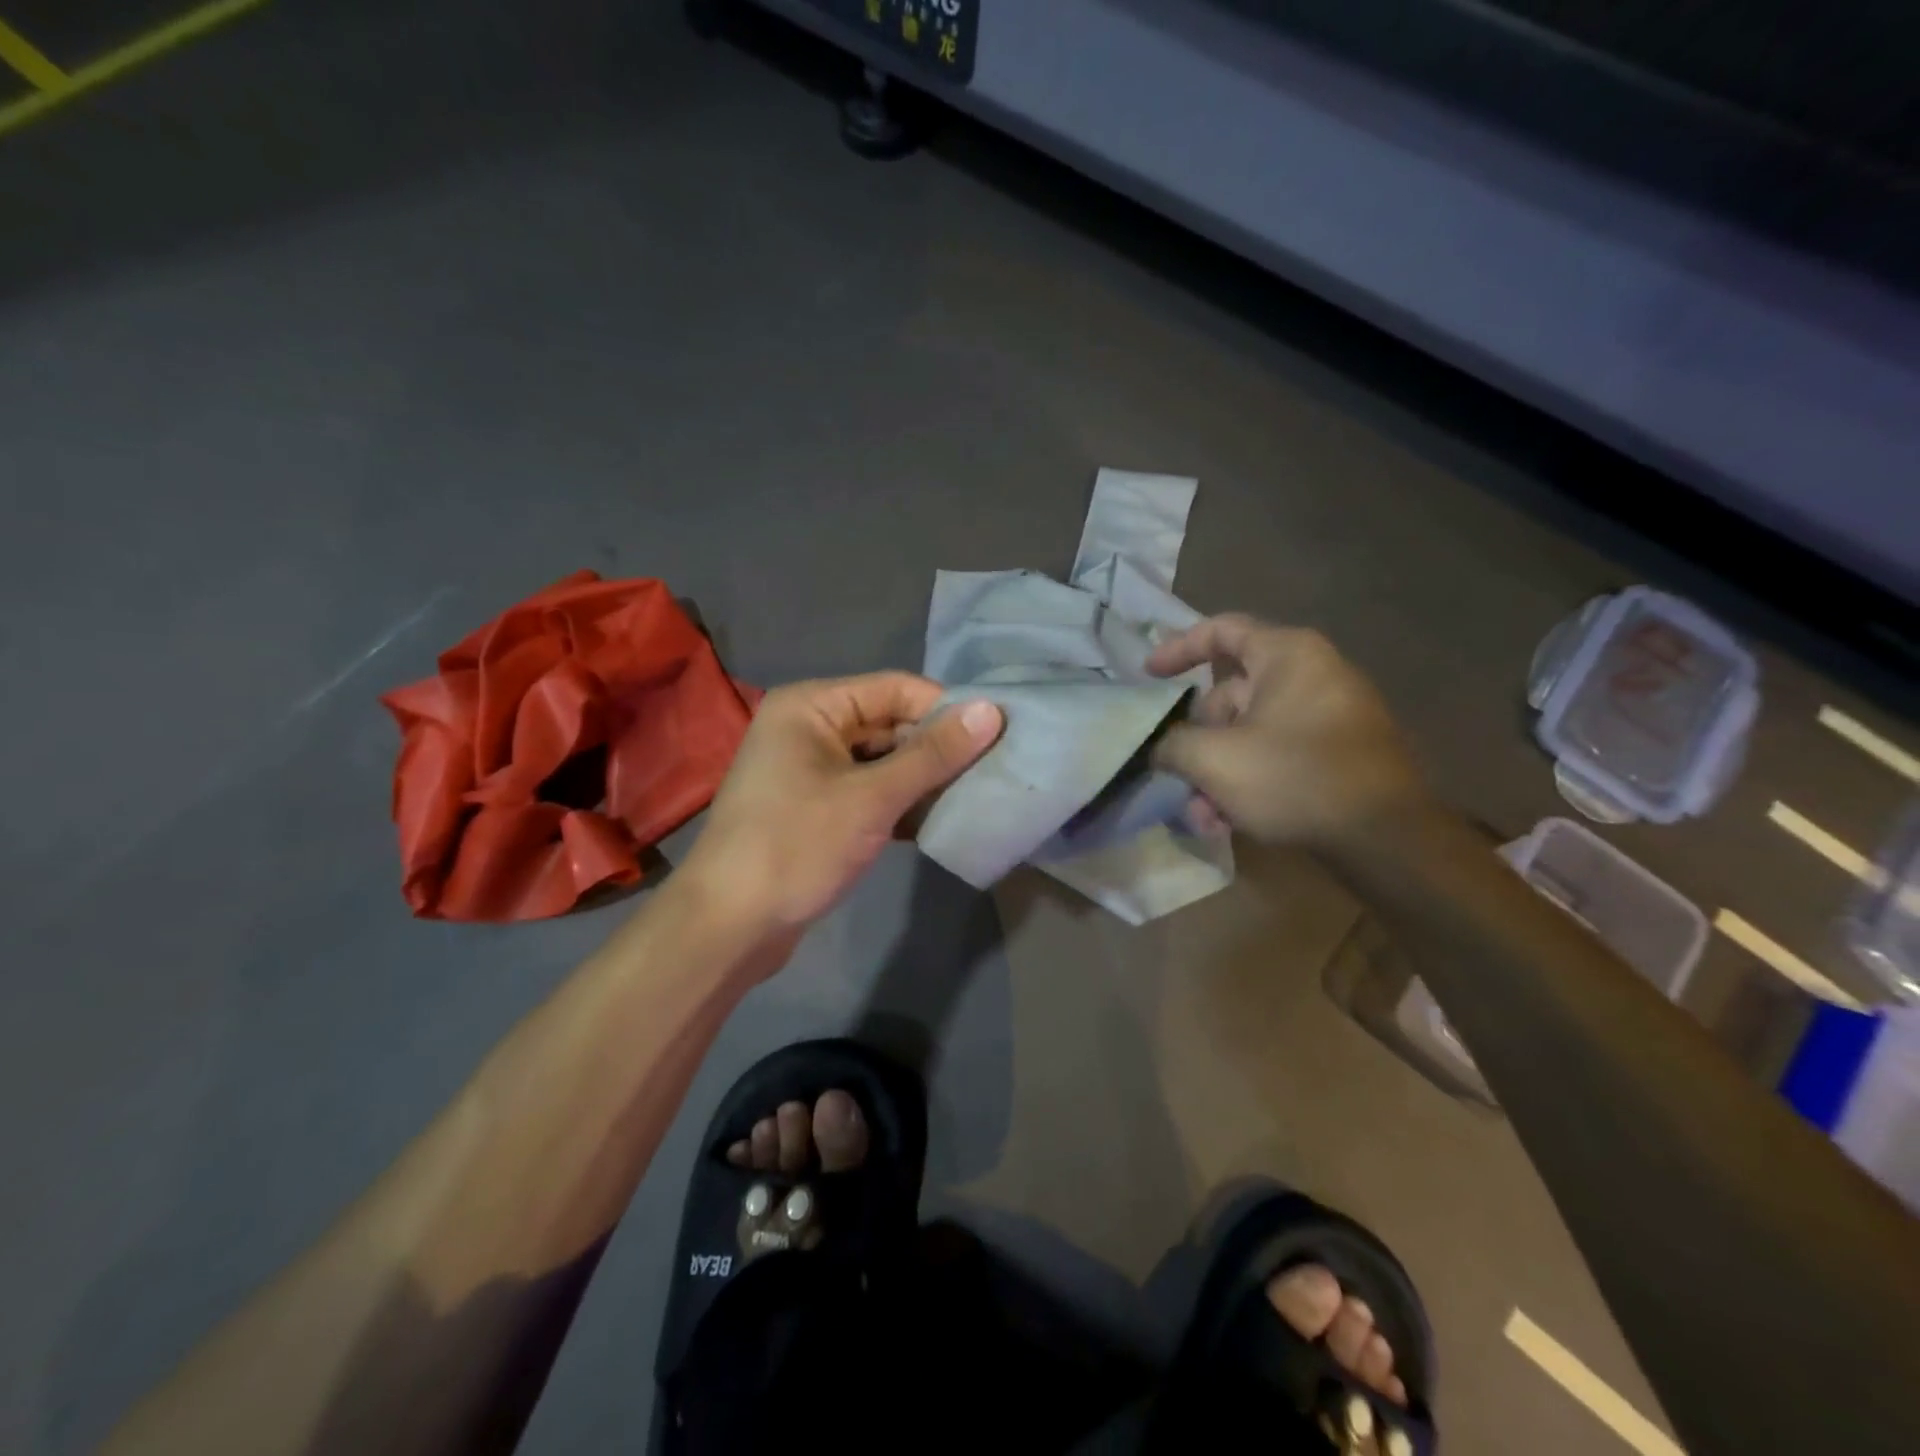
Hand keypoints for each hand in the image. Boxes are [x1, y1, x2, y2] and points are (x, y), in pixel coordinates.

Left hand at [679, 673, 1001, 953]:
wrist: (729, 926)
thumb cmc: (797, 846)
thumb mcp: (872, 798)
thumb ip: (932, 754)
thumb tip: (991, 711)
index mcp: (812, 705)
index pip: (895, 688)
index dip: (945, 709)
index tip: (997, 735)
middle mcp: (810, 727)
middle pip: (890, 723)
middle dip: (937, 748)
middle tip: (992, 771)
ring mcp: (811, 769)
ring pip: (883, 761)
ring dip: (923, 778)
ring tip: (975, 795)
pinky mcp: (817, 807)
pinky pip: (870, 791)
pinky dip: (901, 802)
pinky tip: (938, 820)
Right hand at [1146, 614, 1425, 848]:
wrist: (1386, 838)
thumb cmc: (1293, 778)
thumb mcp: (1213, 759)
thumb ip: (1172, 744)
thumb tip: (1161, 747)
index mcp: (1287, 654)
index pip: (1221, 630)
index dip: (1177, 649)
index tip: (1146, 676)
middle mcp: (1311, 674)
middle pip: (1230, 695)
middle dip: (1197, 742)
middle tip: (1177, 776)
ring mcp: (1329, 714)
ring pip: (1249, 733)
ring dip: (1217, 772)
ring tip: (1203, 817)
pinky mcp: (1338, 752)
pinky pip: (1278, 753)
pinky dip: (1248, 780)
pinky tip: (1228, 822)